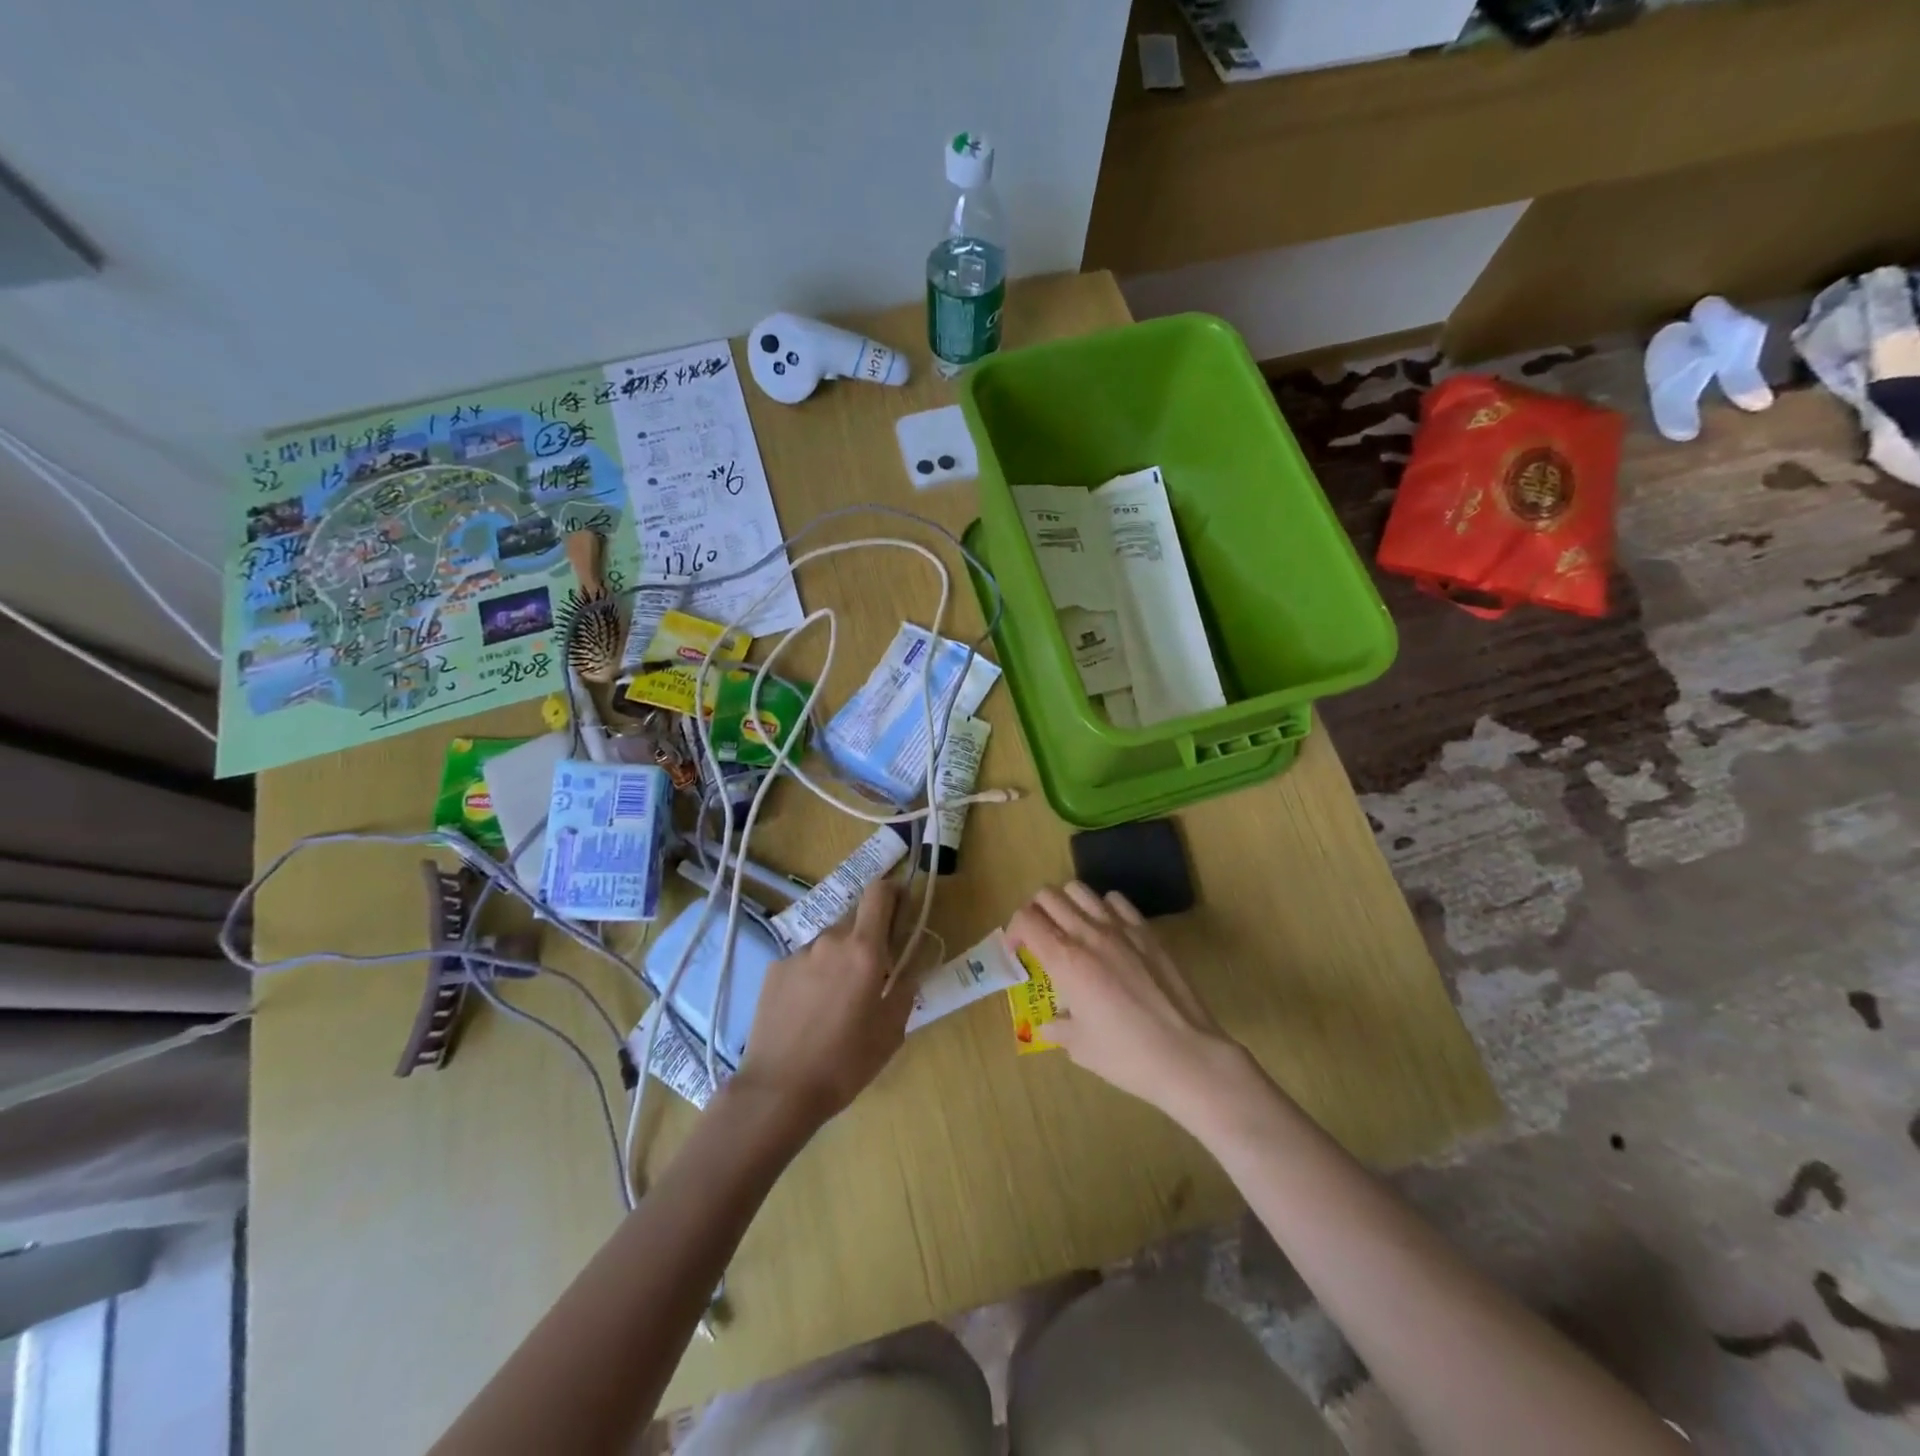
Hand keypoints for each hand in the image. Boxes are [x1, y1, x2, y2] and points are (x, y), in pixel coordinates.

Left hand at [735, 881, 912, 1130]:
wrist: (778, 1090)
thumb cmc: (845, 1063)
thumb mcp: (891, 1030)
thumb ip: (906, 987)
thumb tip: (911, 964)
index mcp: (864, 950)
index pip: (878, 893)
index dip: (892, 891)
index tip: (901, 907)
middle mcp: (830, 940)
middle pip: (855, 920)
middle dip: (867, 938)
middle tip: (871, 975)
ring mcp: (798, 954)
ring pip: (828, 944)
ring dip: (838, 959)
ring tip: (835, 1001)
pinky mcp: (774, 970)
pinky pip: (804, 962)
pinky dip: (813, 976)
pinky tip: (808, 1012)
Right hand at [1006, 882, 1251, 1125]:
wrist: (1187, 1055)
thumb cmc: (1127, 1056)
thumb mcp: (1081, 1048)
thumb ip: (1059, 1028)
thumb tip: (1050, 1024)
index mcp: (1065, 961)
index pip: (1025, 920)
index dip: (1013, 931)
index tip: (1018, 951)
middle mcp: (1088, 934)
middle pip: (1048, 896)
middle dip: (1035, 912)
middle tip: (1039, 937)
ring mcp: (1120, 928)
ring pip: (1079, 889)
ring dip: (1066, 903)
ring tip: (1070, 928)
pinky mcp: (1147, 931)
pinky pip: (1115, 900)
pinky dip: (1102, 907)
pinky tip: (1107, 931)